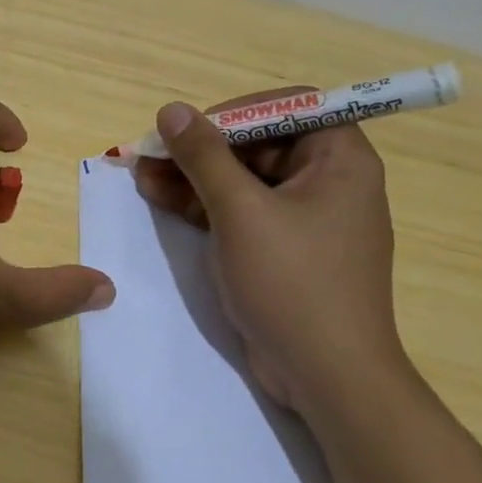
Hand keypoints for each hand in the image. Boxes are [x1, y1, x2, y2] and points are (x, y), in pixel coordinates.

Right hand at [132, 91, 411, 412]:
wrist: (327, 376)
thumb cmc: (293, 282)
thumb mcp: (241, 211)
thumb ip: (204, 156)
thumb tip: (172, 110)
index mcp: (340, 160)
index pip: (292, 106)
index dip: (240, 110)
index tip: (195, 126)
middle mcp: (327, 181)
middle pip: (259, 142)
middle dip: (202, 146)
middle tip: (153, 151)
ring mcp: (303, 218)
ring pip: (242, 178)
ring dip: (192, 174)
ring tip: (141, 171)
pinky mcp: (281, 249)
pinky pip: (240, 210)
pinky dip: (202, 203)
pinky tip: (158, 195)